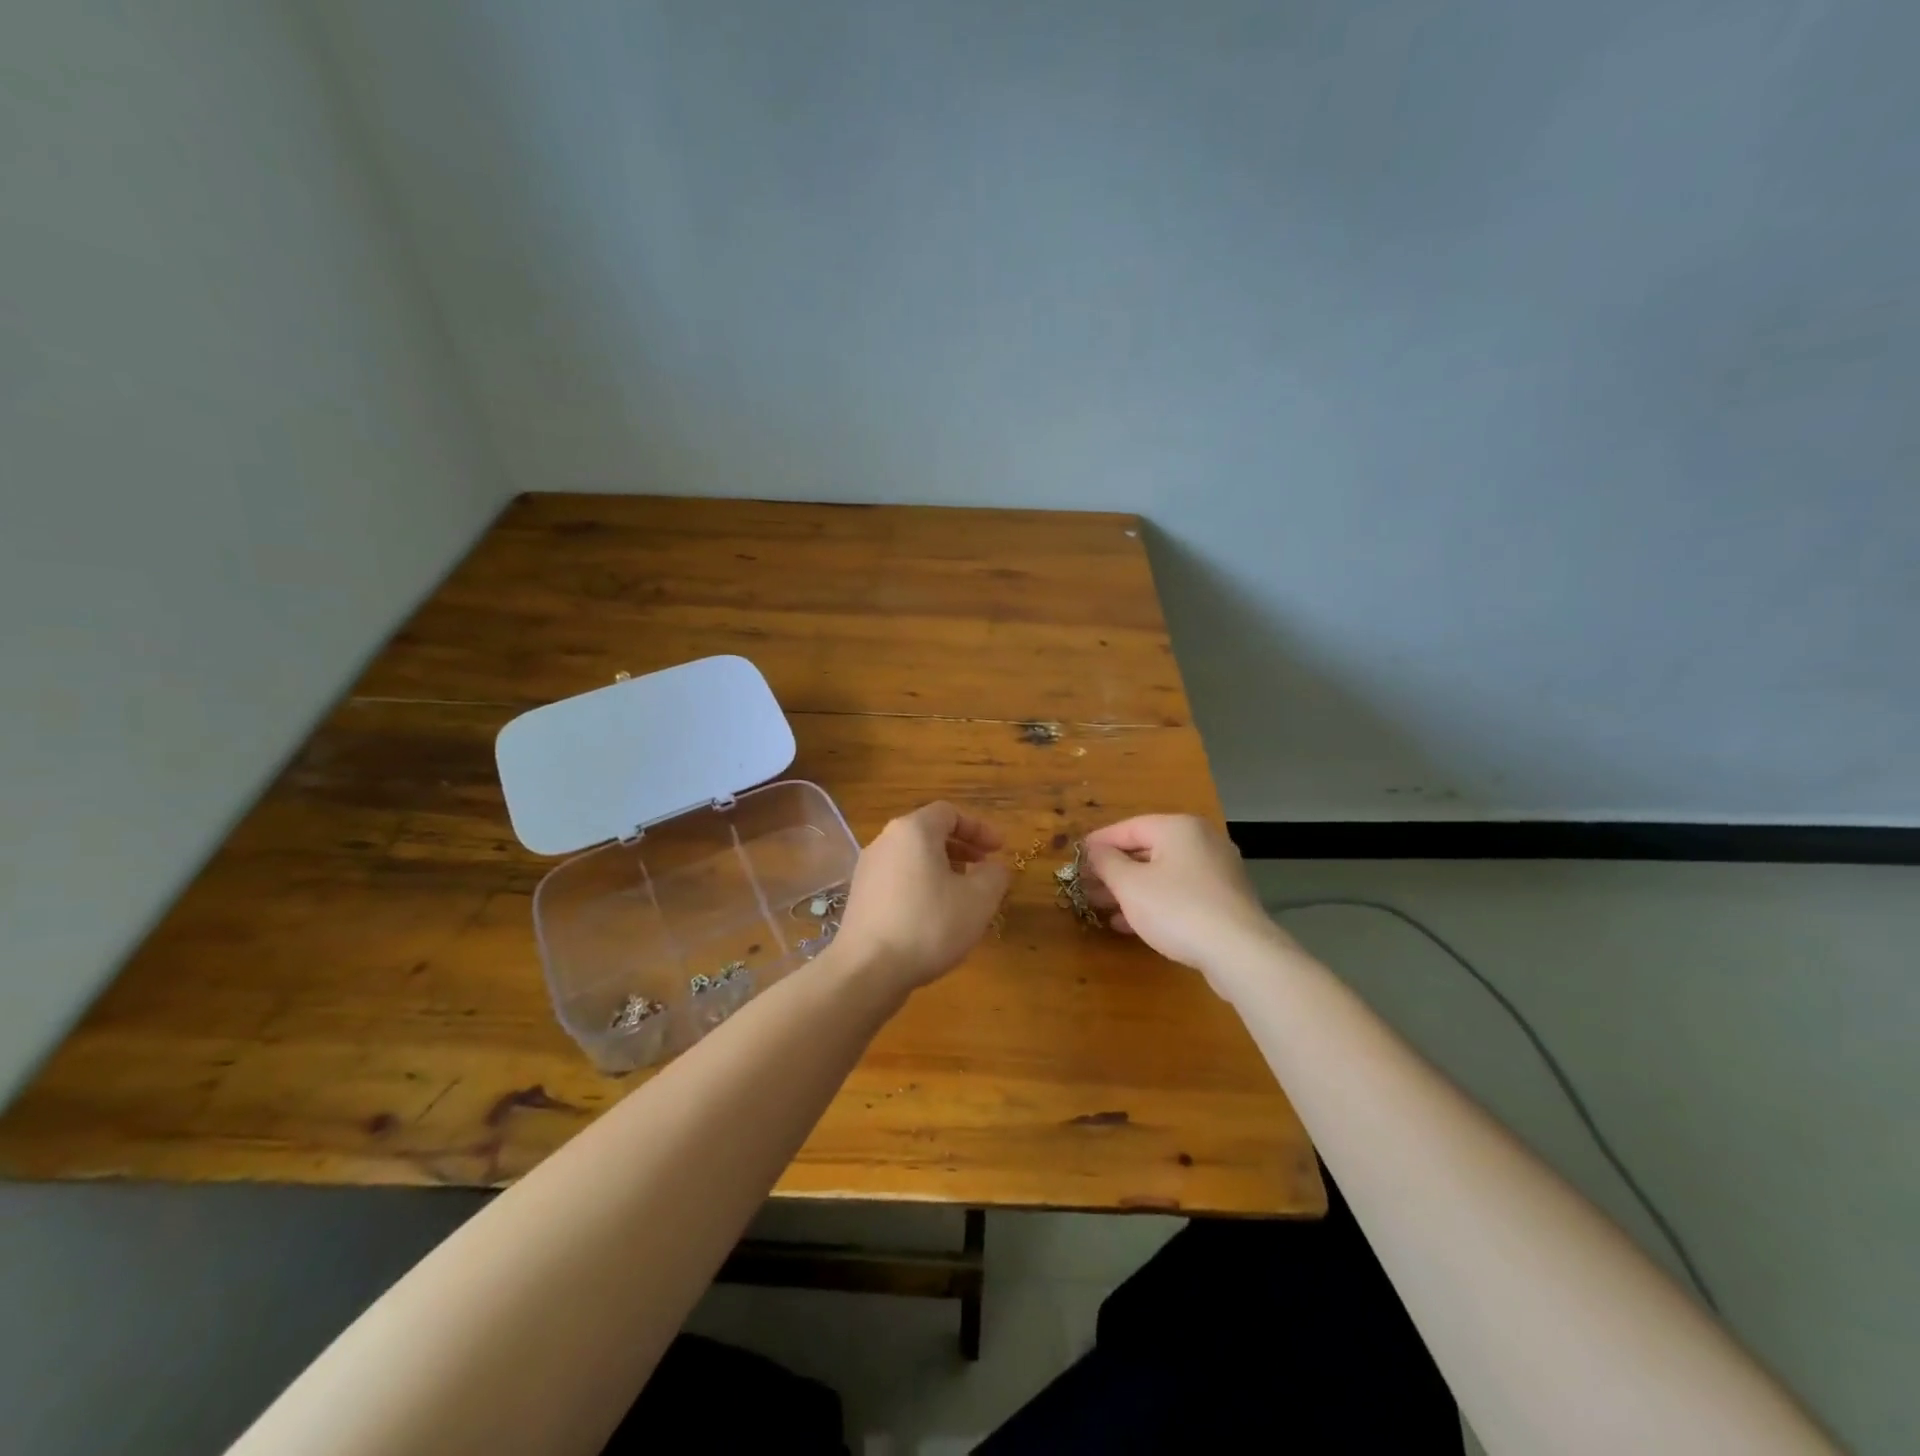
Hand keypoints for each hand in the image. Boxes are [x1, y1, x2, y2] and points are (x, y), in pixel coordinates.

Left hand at [832, 802, 1010, 993]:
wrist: (867, 970)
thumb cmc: (929, 925)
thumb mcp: (979, 900)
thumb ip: (994, 875)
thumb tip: (994, 867)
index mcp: (913, 830)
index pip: (949, 813)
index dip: (979, 828)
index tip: (999, 851)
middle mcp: (885, 841)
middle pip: (929, 833)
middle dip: (961, 848)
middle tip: (984, 870)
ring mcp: (868, 869)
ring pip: (913, 858)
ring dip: (942, 869)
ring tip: (962, 896)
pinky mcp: (860, 897)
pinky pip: (898, 879)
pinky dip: (921, 886)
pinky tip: (934, 917)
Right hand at [1082, 815, 1292, 990]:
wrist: (1240, 952)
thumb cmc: (1177, 909)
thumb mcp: (1130, 885)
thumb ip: (1106, 862)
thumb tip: (1093, 850)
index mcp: (1178, 828)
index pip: (1128, 827)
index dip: (1098, 843)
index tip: (1075, 858)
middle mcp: (1201, 841)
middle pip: (1146, 849)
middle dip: (1114, 870)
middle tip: (1086, 886)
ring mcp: (1217, 871)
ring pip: (1163, 874)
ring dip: (1130, 889)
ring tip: (1102, 907)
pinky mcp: (1224, 900)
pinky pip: (1179, 893)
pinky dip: (1154, 902)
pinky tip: (1130, 924)